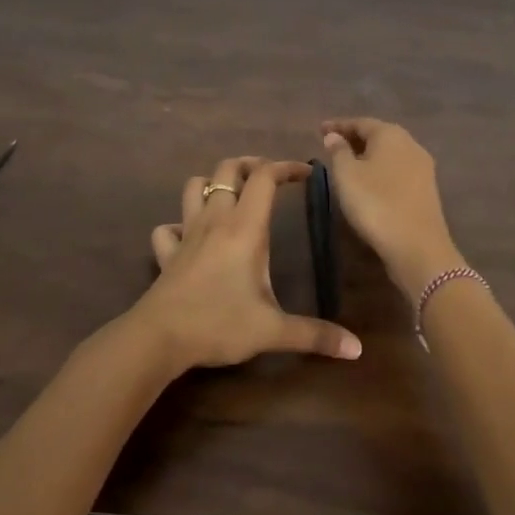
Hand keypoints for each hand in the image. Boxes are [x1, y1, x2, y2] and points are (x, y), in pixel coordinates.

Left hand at [135, 155, 362, 371]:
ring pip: (194, 186)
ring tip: (233, 196)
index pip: (265, 177)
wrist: (158, 339)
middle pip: (228, 169)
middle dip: (251, 165)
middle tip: (271, 178)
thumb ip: (314, 335)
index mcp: (244, 228)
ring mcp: (186, 233)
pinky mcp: (167, 253)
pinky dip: (180, 223)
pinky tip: (191, 236)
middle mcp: (215, 220)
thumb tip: (356, 349)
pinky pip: (168, 226)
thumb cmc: (219, 324)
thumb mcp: (272, 330)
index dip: (286, 167)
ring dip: (214, 183)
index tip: (307, 174)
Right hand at [319, 118, 463, 301]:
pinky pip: (398, 170)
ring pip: (390, 153)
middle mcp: (411, 144)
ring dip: (368, 155)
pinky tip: (369, 182)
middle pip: (378, 135)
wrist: (417, 246)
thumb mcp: (347, 175)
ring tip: (347, 164)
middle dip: (354, 138)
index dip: (339, 125)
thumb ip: (338, 151)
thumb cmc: (376, 203)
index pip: (361, 122)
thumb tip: (334, 136)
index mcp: (390, 134)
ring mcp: (422, 167)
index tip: (320, 130)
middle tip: (332, 145)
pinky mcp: (426, 189)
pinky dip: (380, 170)